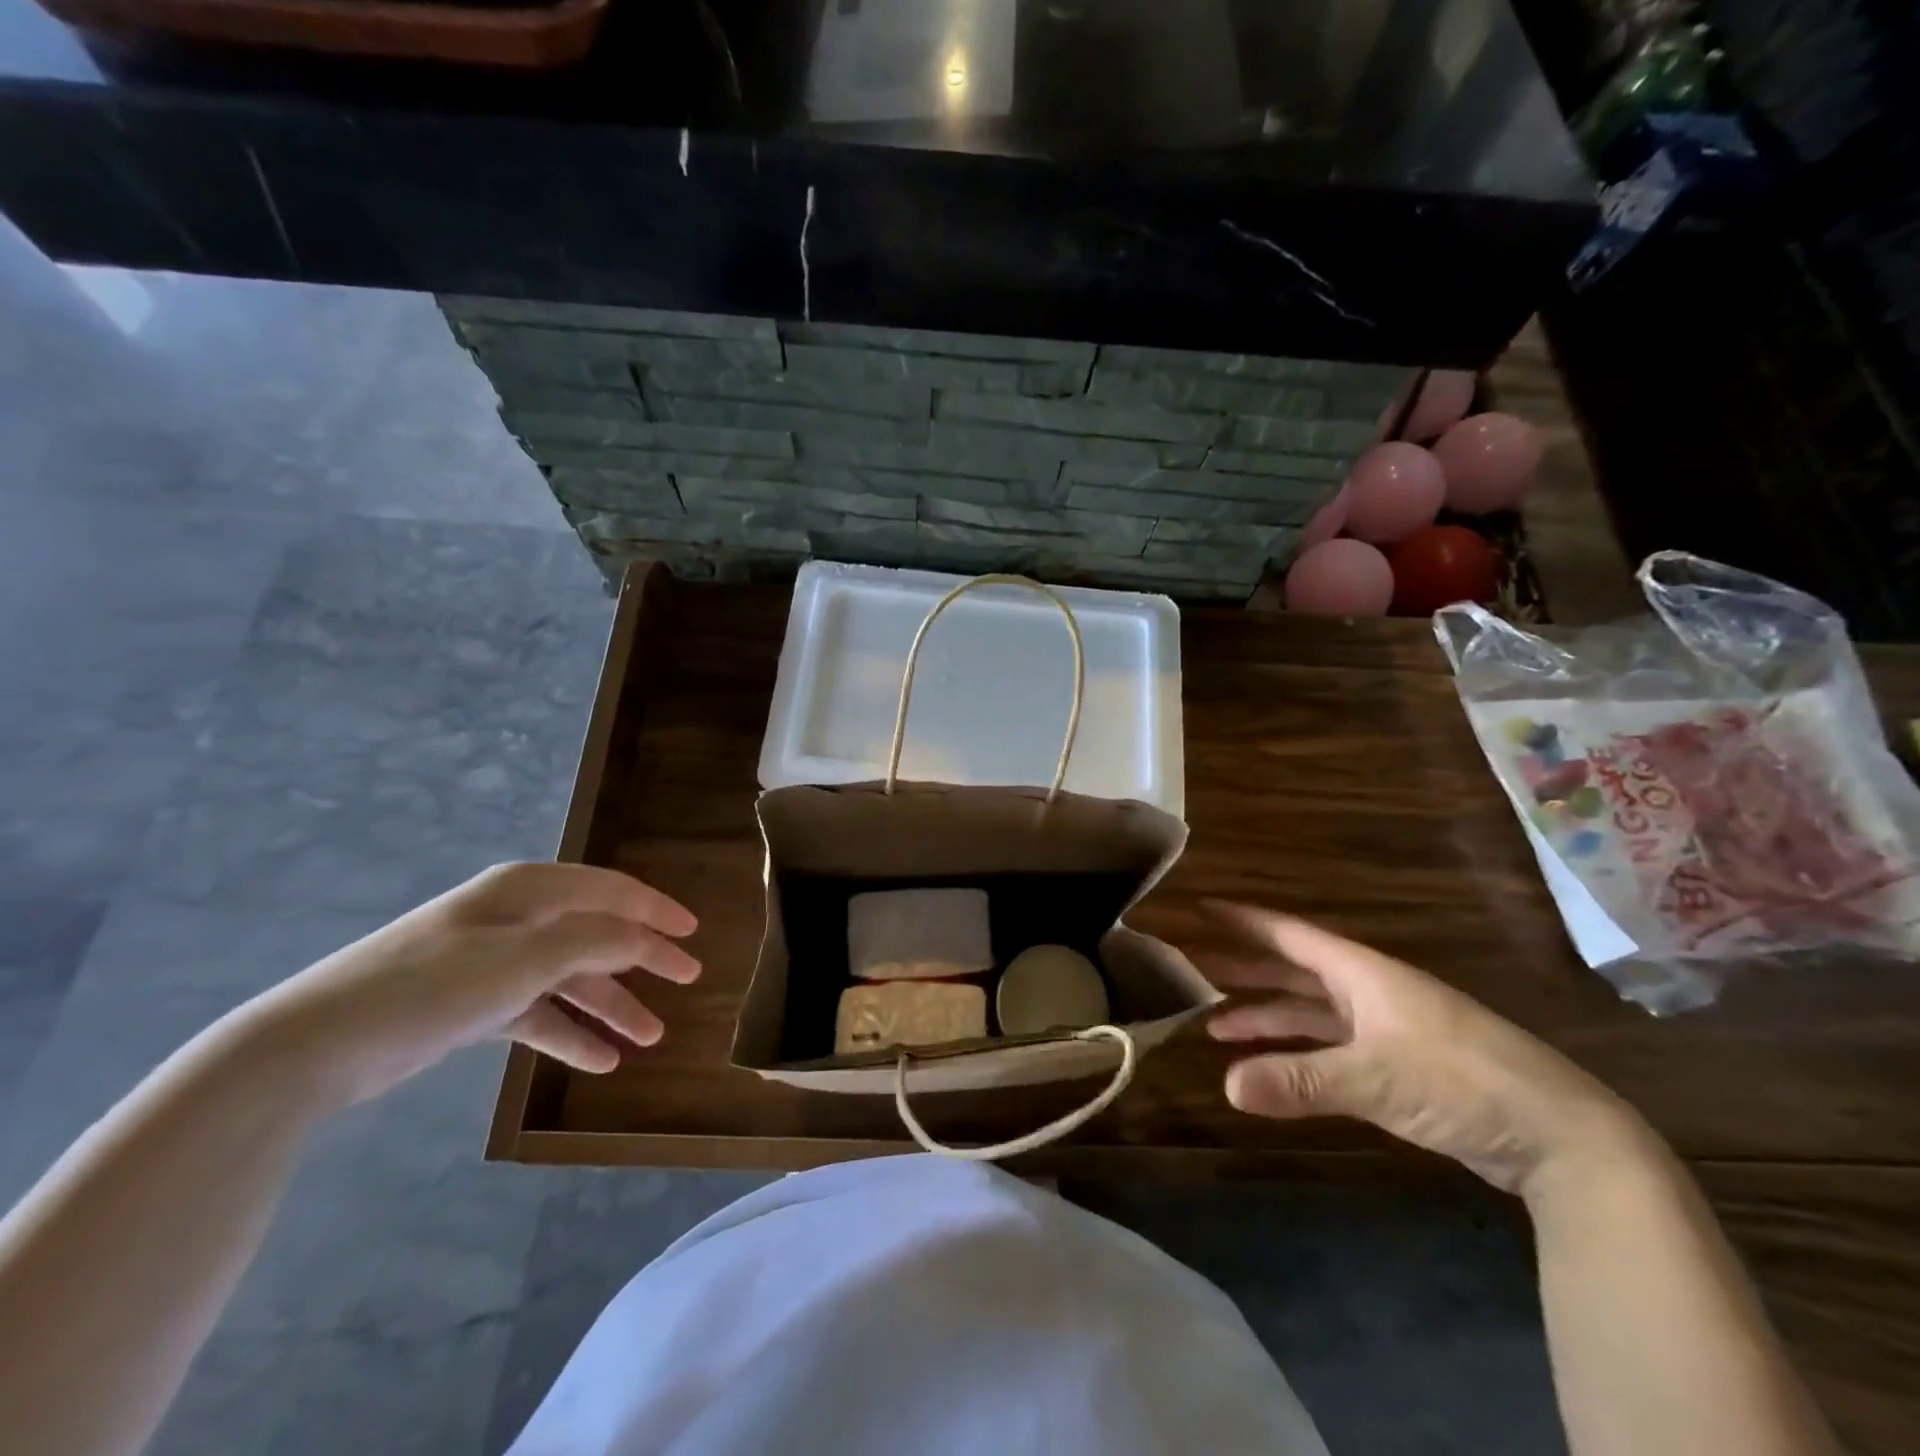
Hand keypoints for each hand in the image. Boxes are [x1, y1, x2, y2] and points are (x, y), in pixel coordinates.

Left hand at [243, 862, 699, 1106]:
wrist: (314, 1046)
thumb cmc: (434, 985)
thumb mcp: (527, 957)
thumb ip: (597, 941)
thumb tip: (647, 939)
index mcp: (529, 890)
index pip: (611, 892)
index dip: (656, 910)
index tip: (693, 933)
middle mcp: (516, 917)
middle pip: (596, 934)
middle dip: (642, 960)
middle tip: (687, 979)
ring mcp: (493, 962)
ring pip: (570, 979)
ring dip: (611, 1006)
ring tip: (651, 1038)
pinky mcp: (473, 1004)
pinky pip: (538, 1014)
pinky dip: (570, 1034)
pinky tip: (601, 1060)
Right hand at [1207, 904, 1651, 1196]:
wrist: (1563, 1136)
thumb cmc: (1463, 1082)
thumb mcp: (1377, 1079)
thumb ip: (1301, 1081)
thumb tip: (1226, 1085)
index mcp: (1362, 973)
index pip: (1288, 935)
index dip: (1243, 921)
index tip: (1200, 907)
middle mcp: (1368, 991)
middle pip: (1292, 970)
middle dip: (1243, 969)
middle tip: (1189, 966)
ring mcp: (1384, 1028)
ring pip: (1308, 1011)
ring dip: (1264, 1015)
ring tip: (1213, 1023)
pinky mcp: (1397, 1066)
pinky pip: (1327, 1046)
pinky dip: (1295, 1051)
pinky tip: (1268, 1066)